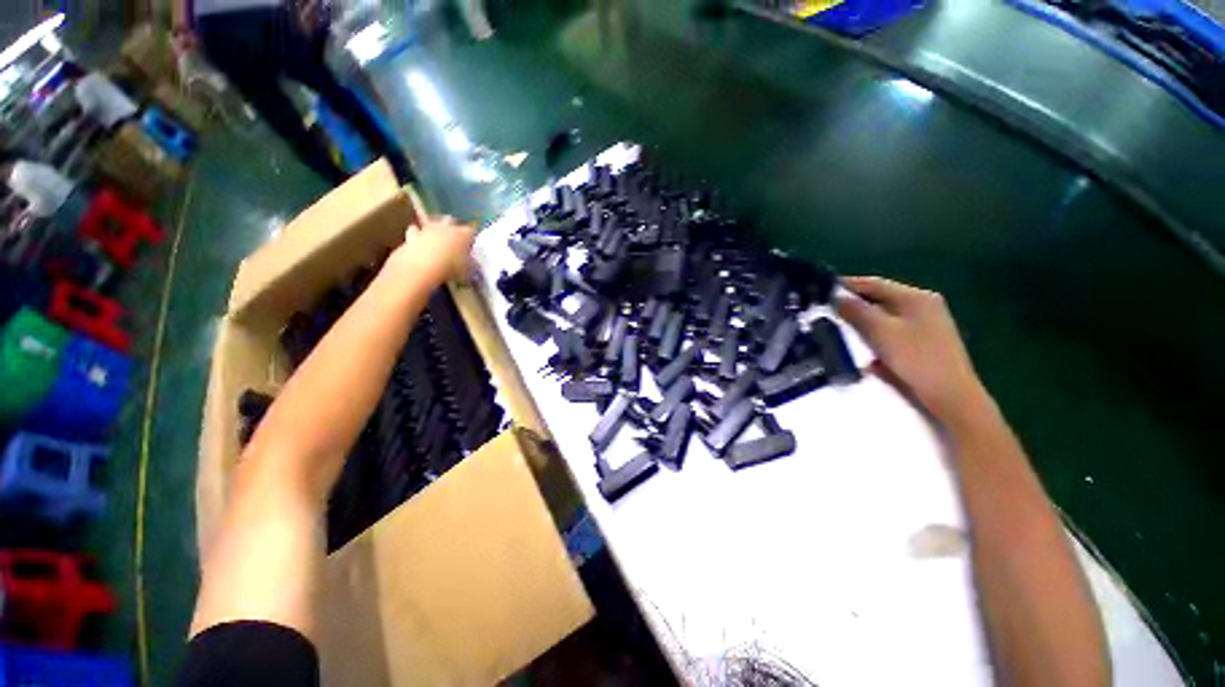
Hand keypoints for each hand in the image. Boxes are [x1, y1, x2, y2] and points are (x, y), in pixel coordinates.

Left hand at [387, 216, 475, 284]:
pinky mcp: (412, 235)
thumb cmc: (450, 268)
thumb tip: (473, 263)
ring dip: (435, 228)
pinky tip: (419, 241)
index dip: (472, 237)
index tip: (472, 245)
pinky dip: (417, 234)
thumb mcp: (467, 270)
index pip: (472, 231)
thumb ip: (471, 264)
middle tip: (455, 238)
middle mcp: (446, 227)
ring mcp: (428, 229)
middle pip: (451, 220)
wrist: (421, 266)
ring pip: (433, 222)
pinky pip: (415, 231)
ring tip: (437, 239)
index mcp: (463, 234)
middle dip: (453, 227)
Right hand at [836, 276, 987, 422]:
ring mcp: (926, 325)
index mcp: (915, 297)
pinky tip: (865, 350)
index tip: (821, 289)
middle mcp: (923, 306)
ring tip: (841, 328)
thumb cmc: (916, 359)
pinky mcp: (924, 343)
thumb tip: (836, 298)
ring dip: (863, 322)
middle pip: (880, 299)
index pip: (873, 283)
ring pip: (885, 317)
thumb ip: (856, 311)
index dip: (846, 285)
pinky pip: (892, 332)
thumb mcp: (880, 332)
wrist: (950, 396)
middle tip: (828, 310)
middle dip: (854, 304)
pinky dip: (876, 336)